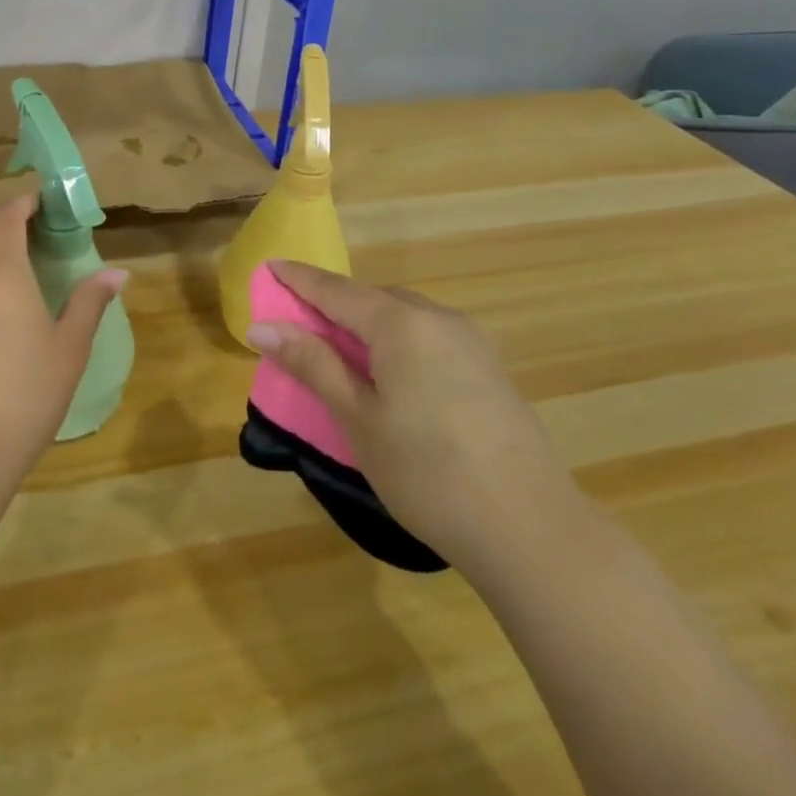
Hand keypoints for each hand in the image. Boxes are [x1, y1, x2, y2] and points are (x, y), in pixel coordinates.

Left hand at [0, 193, 126, 489]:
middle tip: (32, 233)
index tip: (40, 202)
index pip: (5, 218)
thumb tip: (117, 272)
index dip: (22, 204)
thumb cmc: (24, 395)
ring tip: (13, 271)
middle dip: (4, 224)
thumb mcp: (68, 349)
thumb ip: (89, 303)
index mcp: (1, 272)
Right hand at [247, 259, 580, 575]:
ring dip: (366, 323)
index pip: (336, 290)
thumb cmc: (428, 473)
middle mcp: (437, 318)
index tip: (269, 265)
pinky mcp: (488, 367)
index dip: (299, 278)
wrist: (532, 531)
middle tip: (298, 323)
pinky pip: (428, 336)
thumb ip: (312, 364)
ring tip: (339, 352)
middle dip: (333, 304)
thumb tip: (262, 327)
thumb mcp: (358, 419)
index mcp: (401, 323)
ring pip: (403, 316)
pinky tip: (390, 375)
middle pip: (372, 298)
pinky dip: (396, 341)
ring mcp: (470, 341)